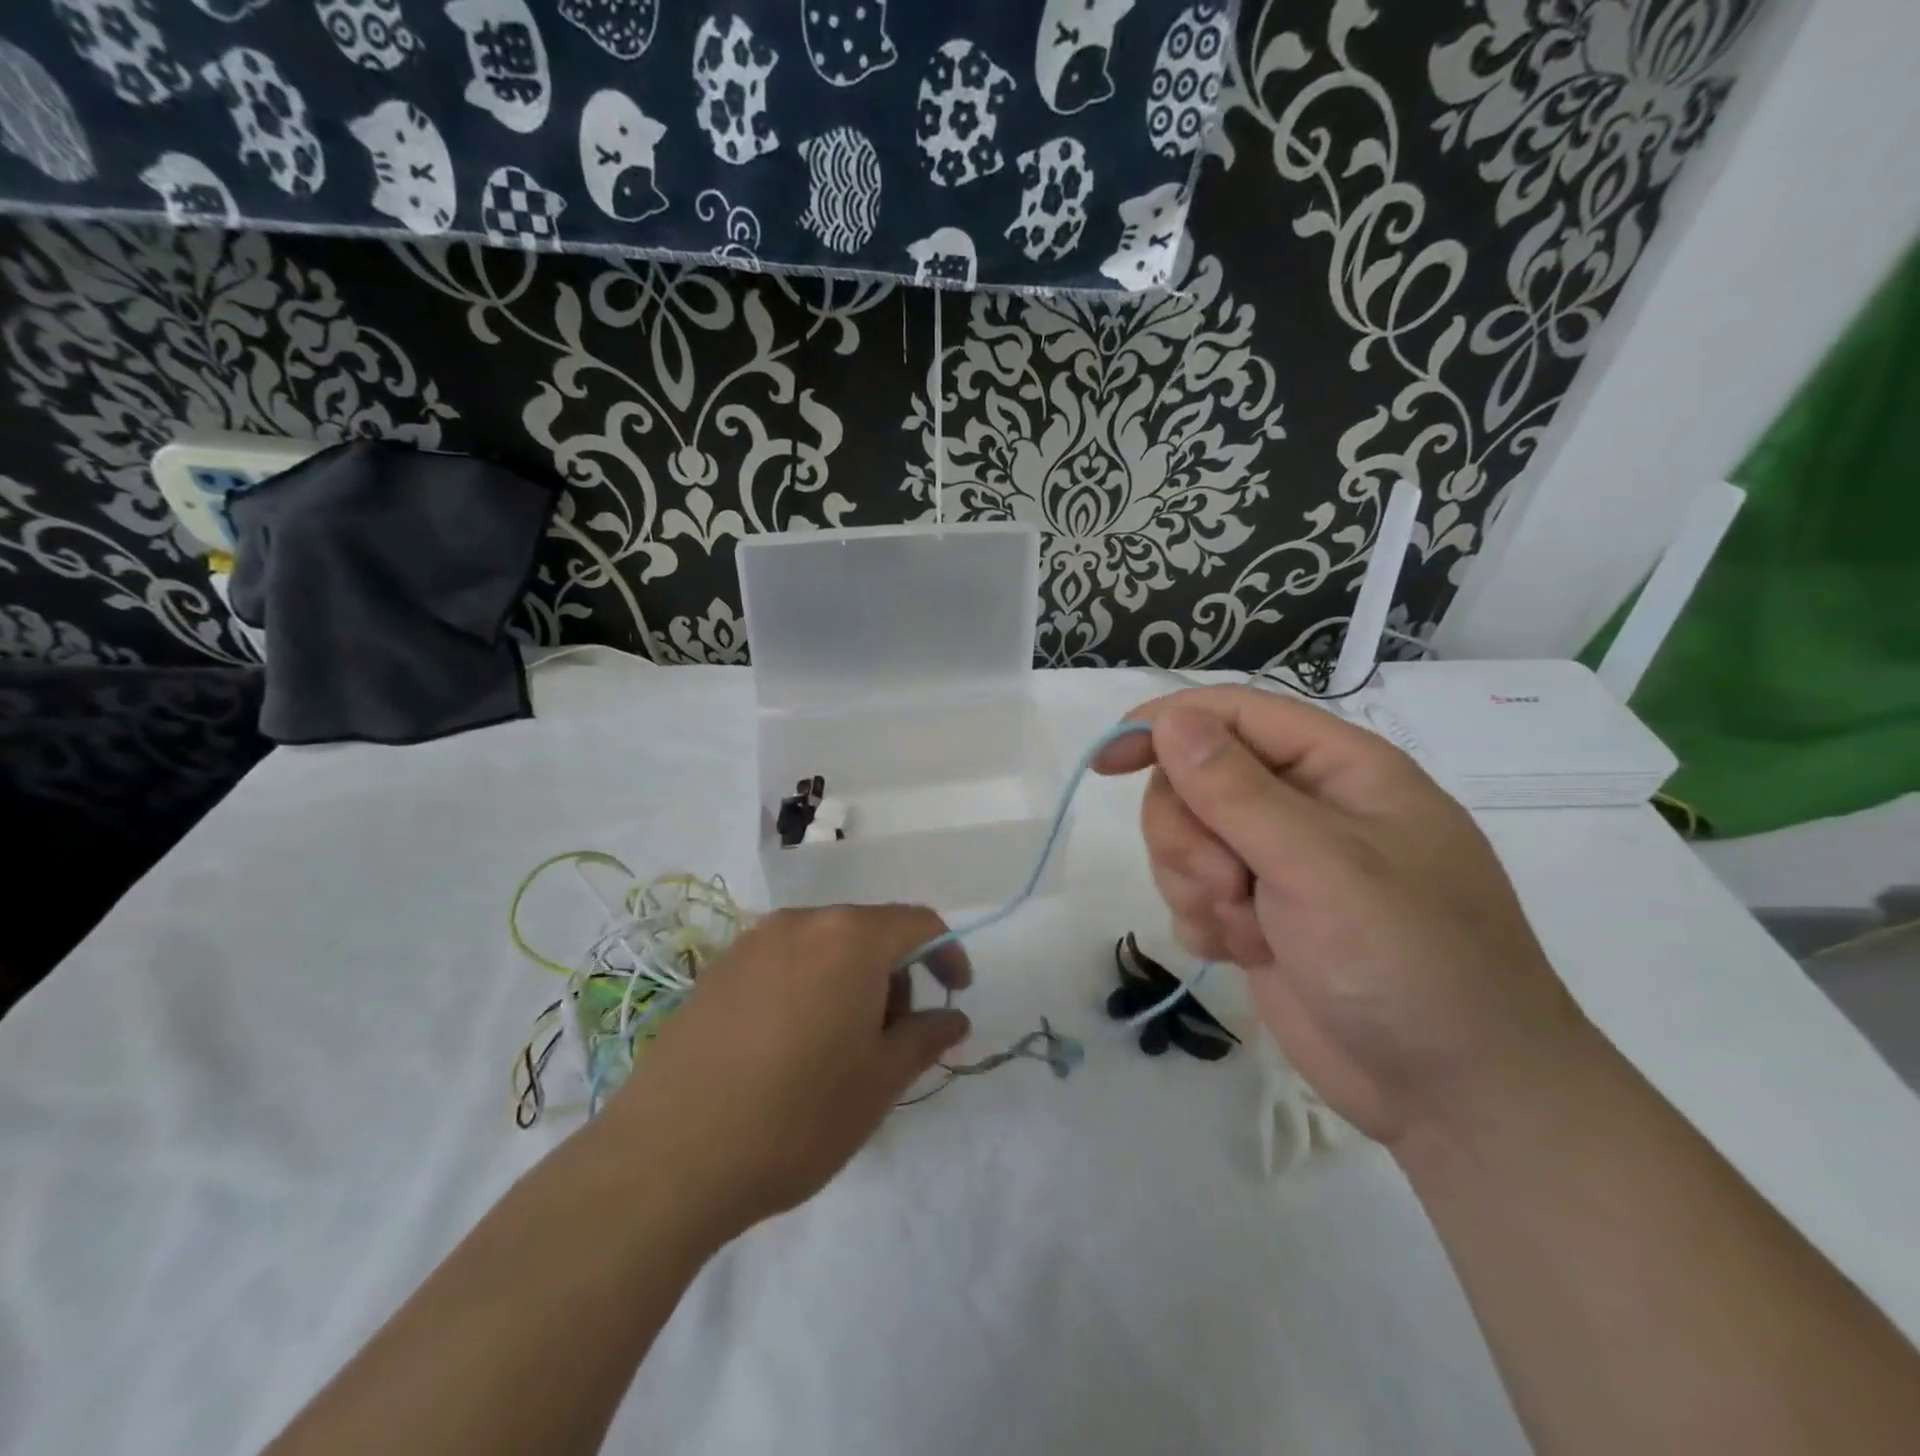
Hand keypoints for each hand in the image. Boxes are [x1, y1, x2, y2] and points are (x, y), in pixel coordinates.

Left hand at [600, 905, 971, 1239]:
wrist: (666, 1158)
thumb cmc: (796, 1116)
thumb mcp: (879, 1082)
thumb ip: (925, 1038)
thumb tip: (953, 1018)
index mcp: (849, 937)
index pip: (918, 923)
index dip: (947, 953)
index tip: (957, 994)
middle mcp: (800, 922)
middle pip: (868, 932)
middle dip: (895, 975)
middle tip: (894, 1039)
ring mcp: (751, 944)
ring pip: (824, 947)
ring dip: (850, 983)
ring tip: (840, 1050)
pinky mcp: (716, 971)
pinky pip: (783, 963)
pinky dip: (808, 988)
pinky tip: (790, 1049)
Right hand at [1097, 686, 1596, 1148]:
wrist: (1454, 1096)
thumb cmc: (1409, 962)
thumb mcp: (1321, 866)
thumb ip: (1237, 790)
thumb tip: (1171, 720)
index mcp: (1336, 768)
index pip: (1231, 714)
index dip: (1163, 726)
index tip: (1107, 763)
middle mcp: (1303, 806)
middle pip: (1194, 780)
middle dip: (1190, 835)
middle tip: (1228, 884)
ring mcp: (1278, 864)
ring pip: (1184, 839)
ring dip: (1195, 885)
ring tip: (1245, 929)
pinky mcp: (1259, 915)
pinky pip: (1192, 892)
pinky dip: (1203, 921)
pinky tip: (1242, 954)